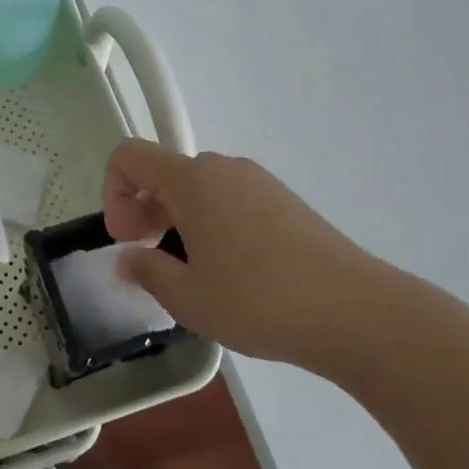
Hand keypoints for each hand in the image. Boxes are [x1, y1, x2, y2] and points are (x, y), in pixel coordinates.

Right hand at [101, 139, 397, 375]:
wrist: (356, 312)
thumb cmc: (258, 300)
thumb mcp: (187, 296)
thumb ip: (146, 271)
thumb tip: (129, 259)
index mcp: (192, 180)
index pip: (129, 156)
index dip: (113, 192)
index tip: (127, 239)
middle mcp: (224, 169)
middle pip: (164, 173)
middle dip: (145, 211)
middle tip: (151, 260)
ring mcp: (259, 183)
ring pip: (199, 189)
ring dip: (178, 220)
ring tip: (192, 272)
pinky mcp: (285, 202)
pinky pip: (230, 200)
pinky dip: (212, 224)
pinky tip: (230, 272)